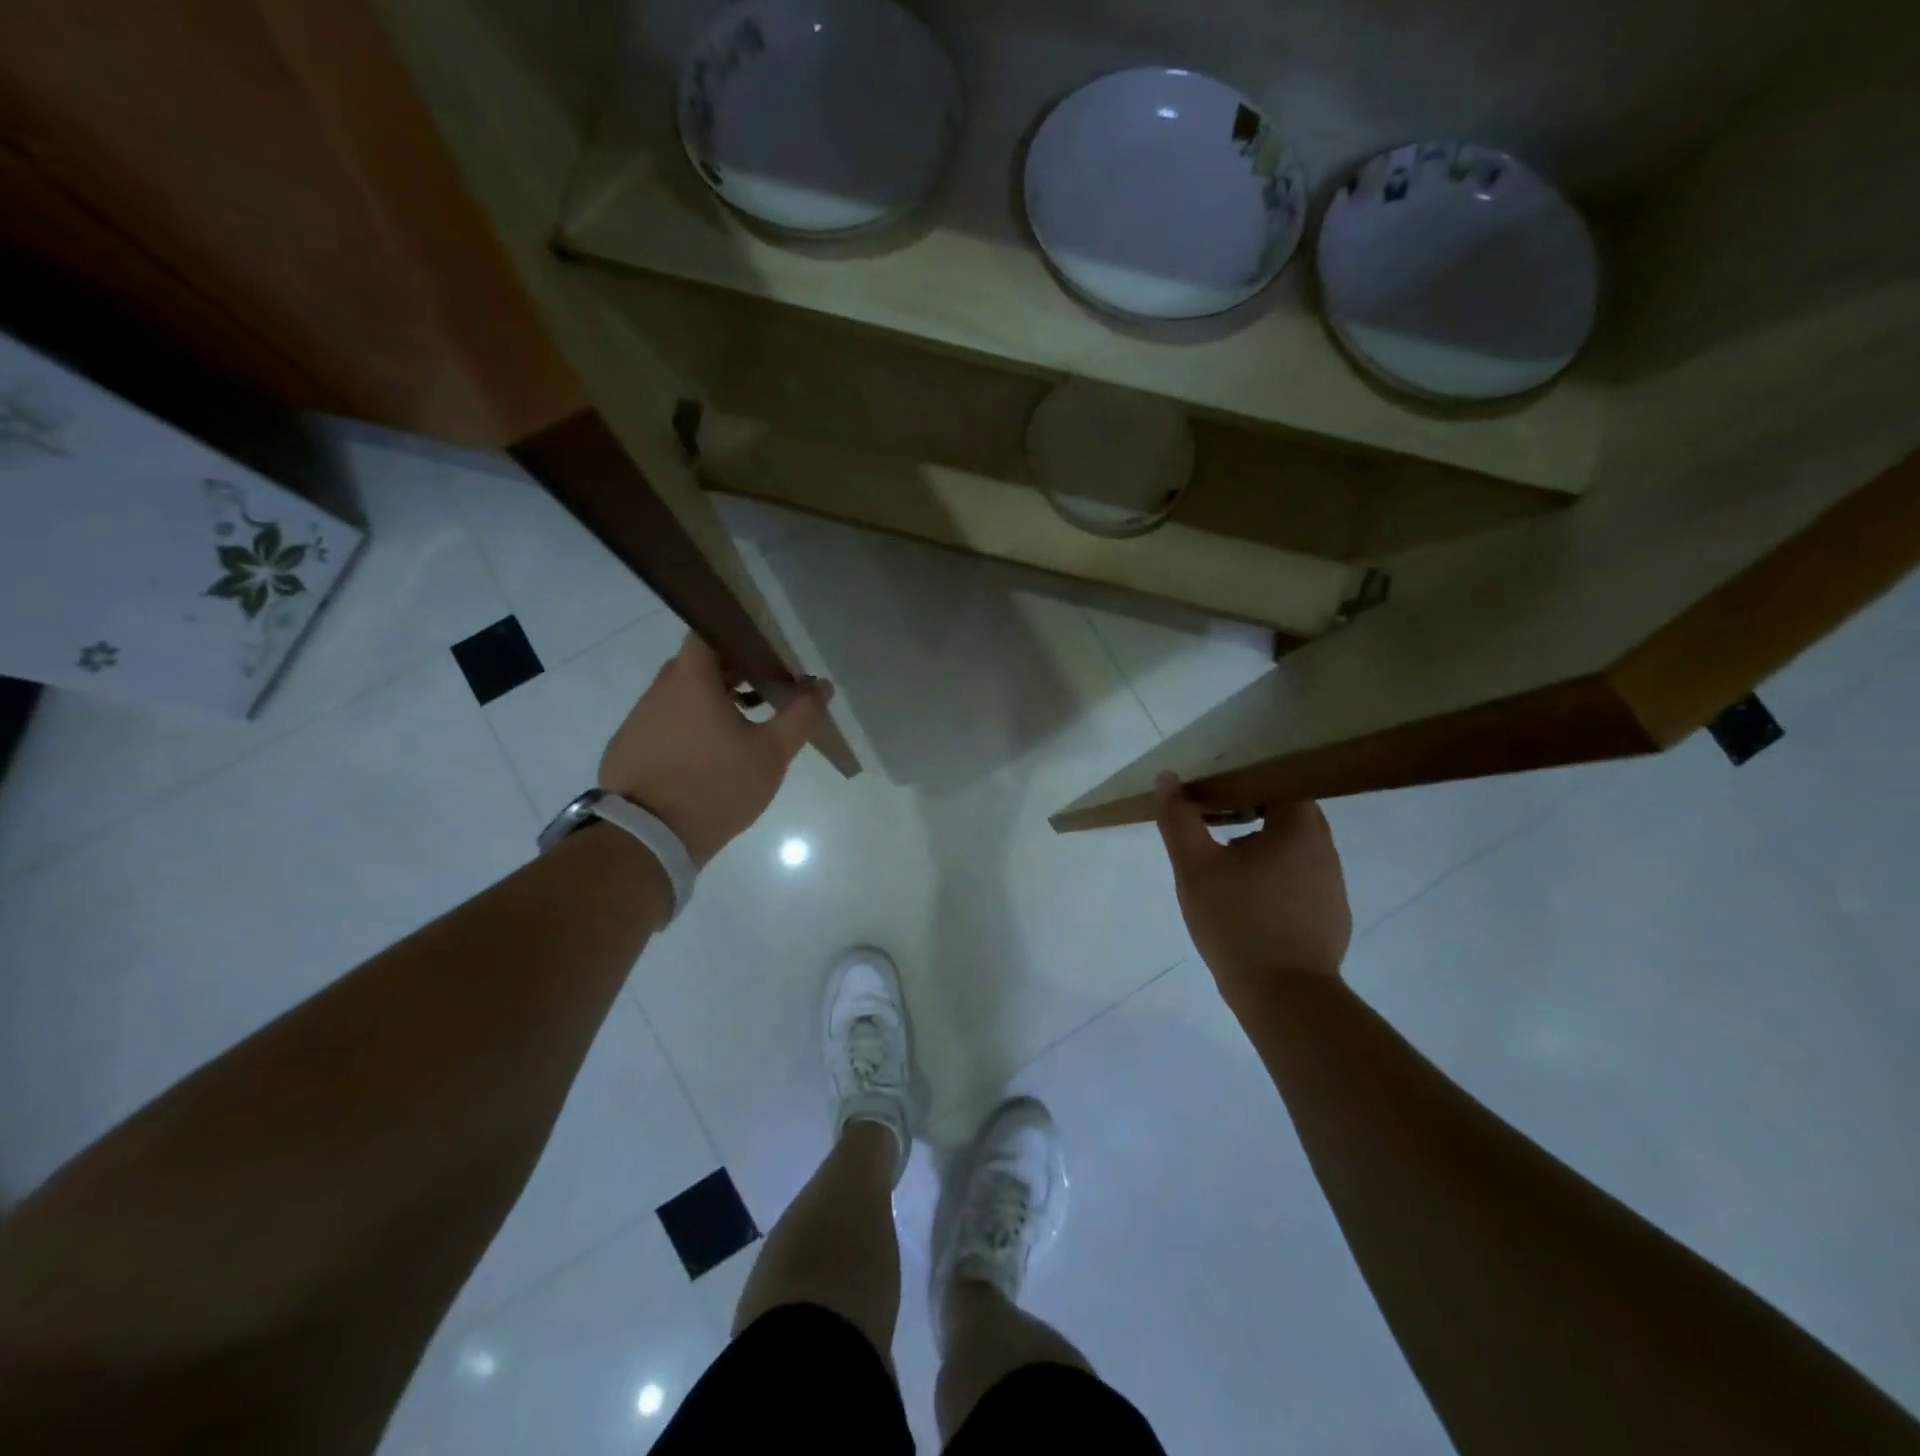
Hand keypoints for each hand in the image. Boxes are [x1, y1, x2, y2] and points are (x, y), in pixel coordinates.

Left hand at [599, 634, 832, 867]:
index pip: (710, 631)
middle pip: (699, 664)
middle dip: (735, 672)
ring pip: (682, 696)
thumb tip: (822, 686)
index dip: (741, 636)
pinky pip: (666, 723)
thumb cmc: (716, 786)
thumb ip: (800, 715)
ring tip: (746, 727)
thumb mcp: (771, 753)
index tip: (769, 653)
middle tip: (769, 690)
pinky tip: (712, 757)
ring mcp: (639, 719)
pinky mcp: (629, 748)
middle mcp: (659, 690)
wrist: (647, 840)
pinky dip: (691, 727)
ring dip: (713, 701)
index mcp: (691, 679)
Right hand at [1153, 774, 1352, 1002]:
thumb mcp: (1194, 867)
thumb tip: (1167, 779)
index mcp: (1299, 828)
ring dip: (1263, 847)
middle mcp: (1325, 849)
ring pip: (1294, 849)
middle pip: (1288, 813)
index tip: (1213, 793)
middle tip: (1212, 823)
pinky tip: (1249, 902)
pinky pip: (1301, 880)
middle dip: (1250, 812)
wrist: (1283, 997)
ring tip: (1226, 864)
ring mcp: (1333, 885)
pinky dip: (1276, 879)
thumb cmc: (1237, 921)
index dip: (1244, 781)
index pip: (1279, 781)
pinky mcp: (1331, 916)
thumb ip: (1178, 820)